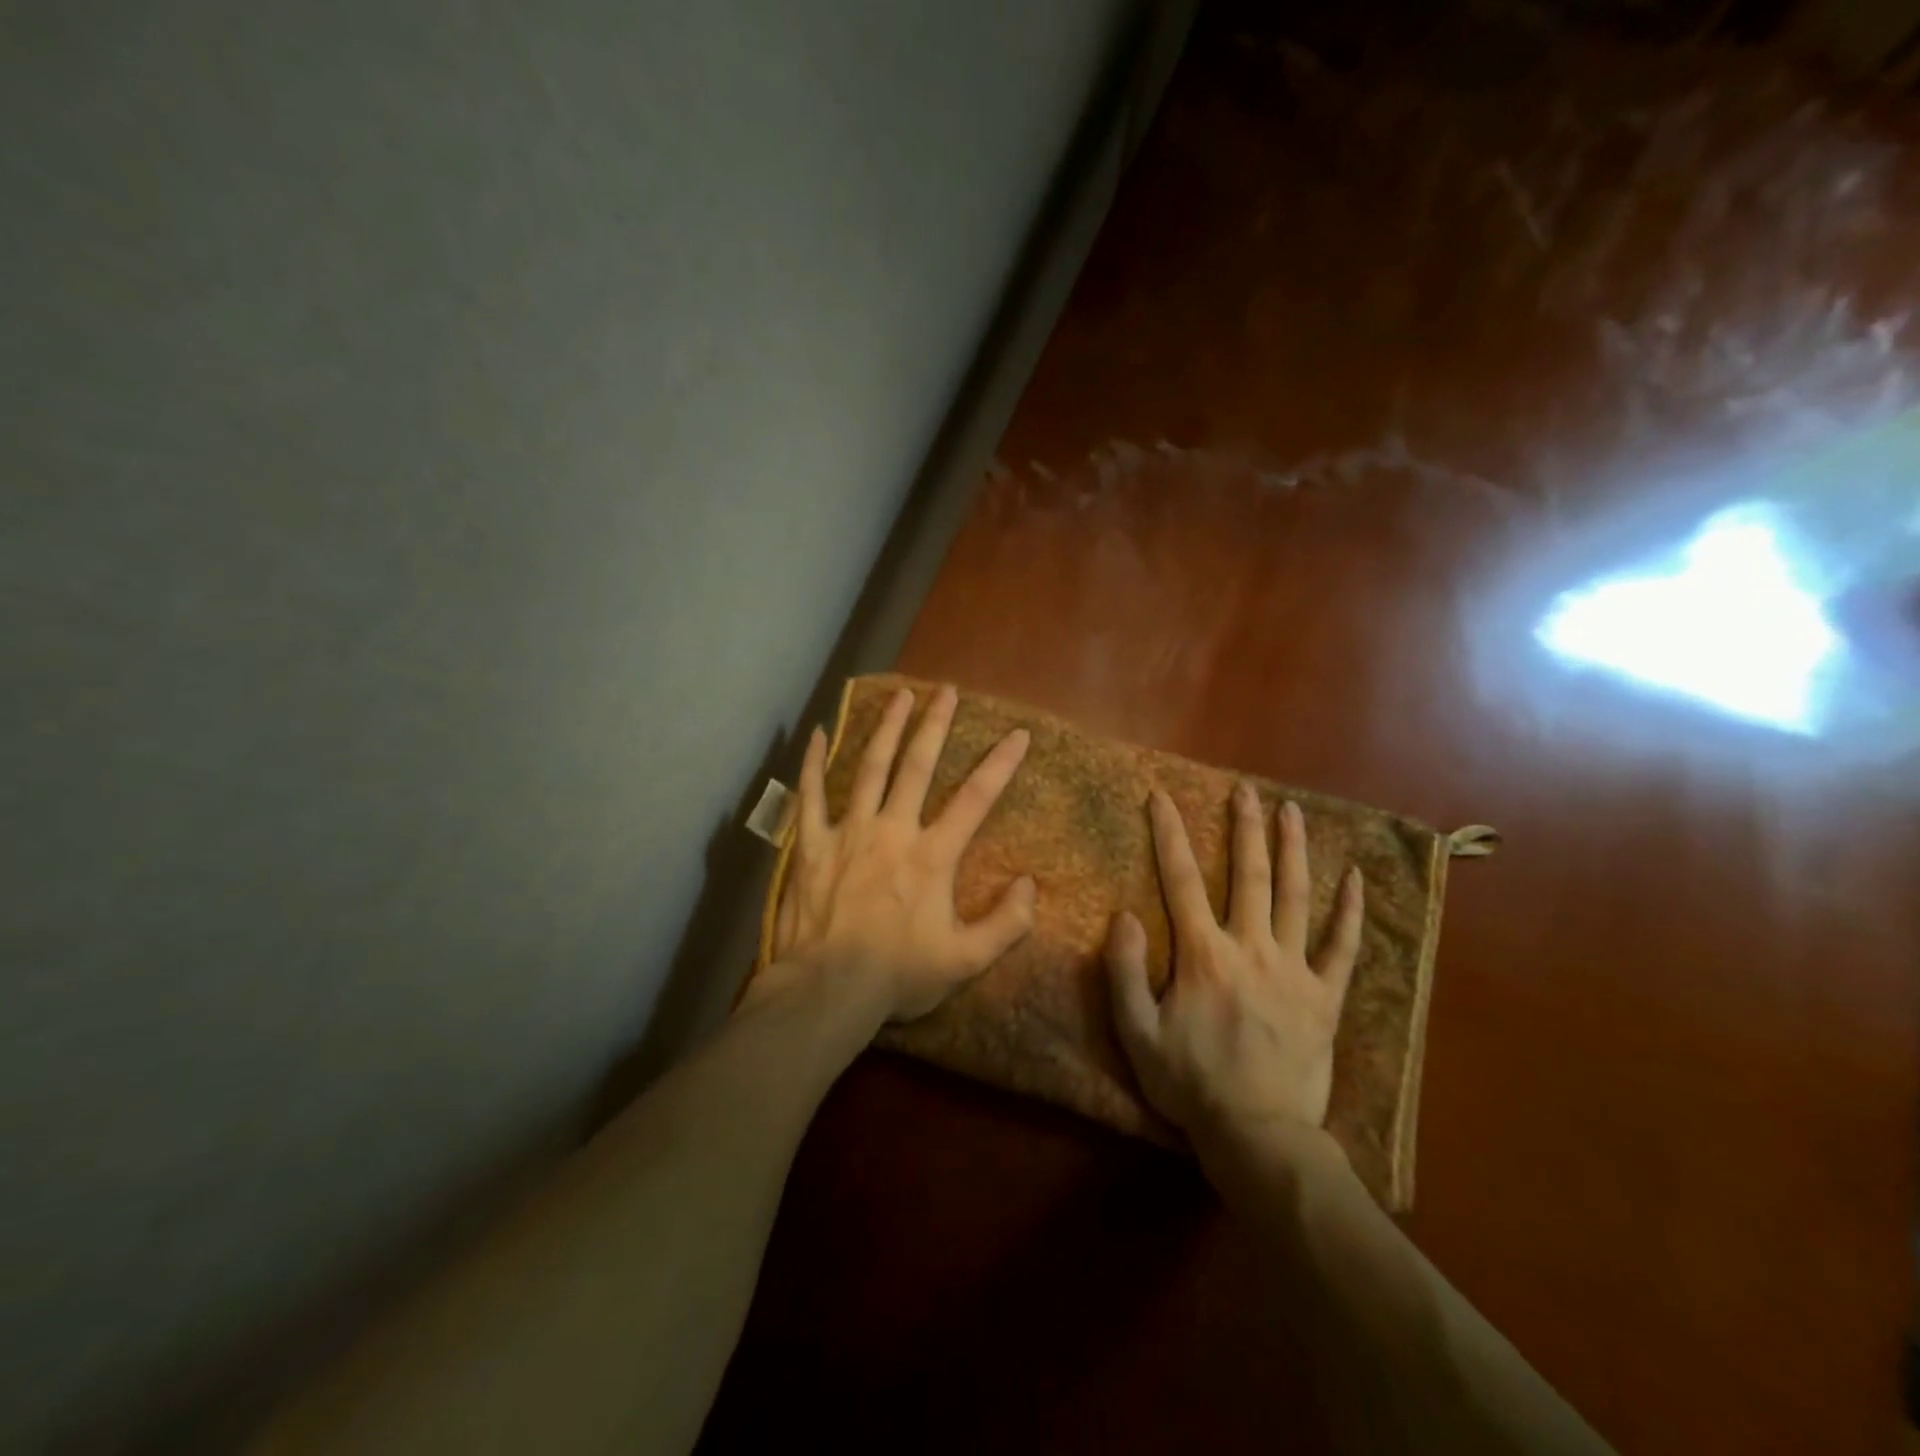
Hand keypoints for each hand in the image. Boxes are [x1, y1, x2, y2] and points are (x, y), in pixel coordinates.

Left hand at [759, 684, 1037, 1025]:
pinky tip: (819, 733)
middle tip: (946, 689)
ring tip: (899, 695)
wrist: (828, 990)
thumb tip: (1030, 885)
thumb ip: (1006, 924)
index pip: (975, 800)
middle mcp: (892, 831)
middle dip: (935, 725)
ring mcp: (849, 832)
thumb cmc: (898, 975)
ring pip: (869, 768)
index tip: (1017, 734)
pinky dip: (813, 763)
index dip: (1000, 765)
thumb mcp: (965, 961)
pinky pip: (810, 795)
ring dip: (886, 728)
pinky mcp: (813, 845)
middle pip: (917, 766)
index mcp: (932, 856)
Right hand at [1106, 784, 1363, 1154]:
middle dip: (1244, 828)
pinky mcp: (1326, 996)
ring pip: (1296, 897)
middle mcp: (1251, 948)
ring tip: (1292, 812)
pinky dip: (1350, 912)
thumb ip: (1123, 971)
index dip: (1169, 834)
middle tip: (1245, 790)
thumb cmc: (1191, 1083)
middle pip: (1248, 875)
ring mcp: (1294, 969)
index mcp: (1204, 954)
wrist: (1258, 1135)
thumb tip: (1124, 915)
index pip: (1181, 879)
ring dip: (1294, 850)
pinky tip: (1355, 879)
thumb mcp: (1136, 1033)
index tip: (1162, 797)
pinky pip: (1343, 947)